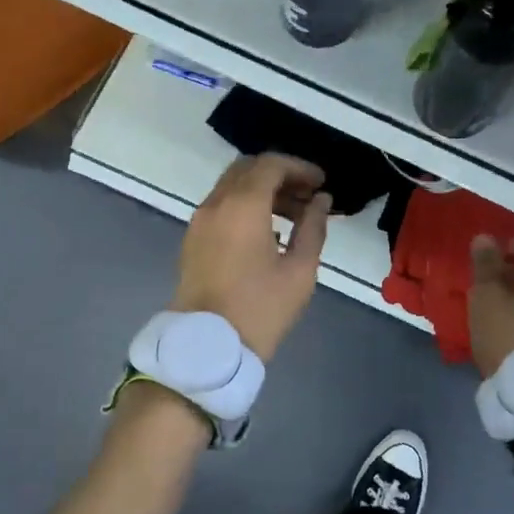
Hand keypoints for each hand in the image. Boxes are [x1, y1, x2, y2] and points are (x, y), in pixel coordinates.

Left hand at [171, 154, 331, 360]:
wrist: (207, 348)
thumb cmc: (259, 309)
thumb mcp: (299, 271)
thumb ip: (313, 227)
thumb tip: (321, 201)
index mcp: (242, 206)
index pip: (271, 165)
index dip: (299, 167)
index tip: (321, 182)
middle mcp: (216, 204)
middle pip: (248, 168)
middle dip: (280, 174)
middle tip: (308, 194)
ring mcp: (200, 220)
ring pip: (232, 185)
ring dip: (262, 189)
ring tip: (294, 215)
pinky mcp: (192, 238)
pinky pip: (221, 205)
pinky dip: (244, 204)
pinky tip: (268, 230)